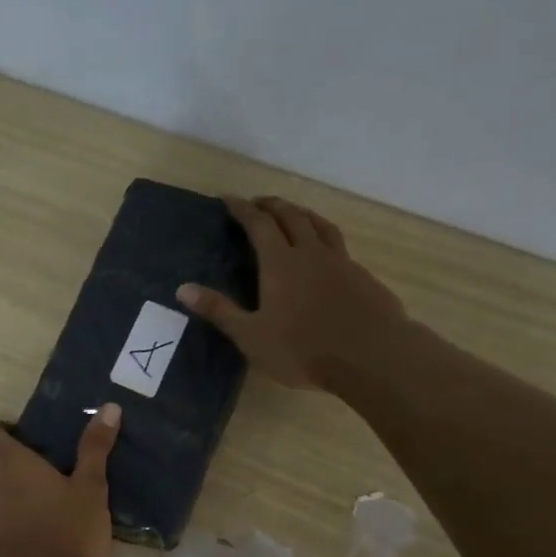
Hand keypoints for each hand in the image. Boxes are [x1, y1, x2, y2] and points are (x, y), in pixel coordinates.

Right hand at [177, 195, 404, 390]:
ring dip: (303, 214)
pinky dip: (325, 239)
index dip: (242, 209)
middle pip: (292, 217)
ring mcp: (342, 263)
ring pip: (321, 225)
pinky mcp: (364, 278)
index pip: (259, 224)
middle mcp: (311, 253)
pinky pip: (340, 246)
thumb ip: (219, 311)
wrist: (373, 356)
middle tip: (258, 203)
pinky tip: (326, 254)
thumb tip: (182, 289)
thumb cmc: (303, 349)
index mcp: (281, 262)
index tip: (229, 200)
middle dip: (272, 205)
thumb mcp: (251, 336)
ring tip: (294, 213)